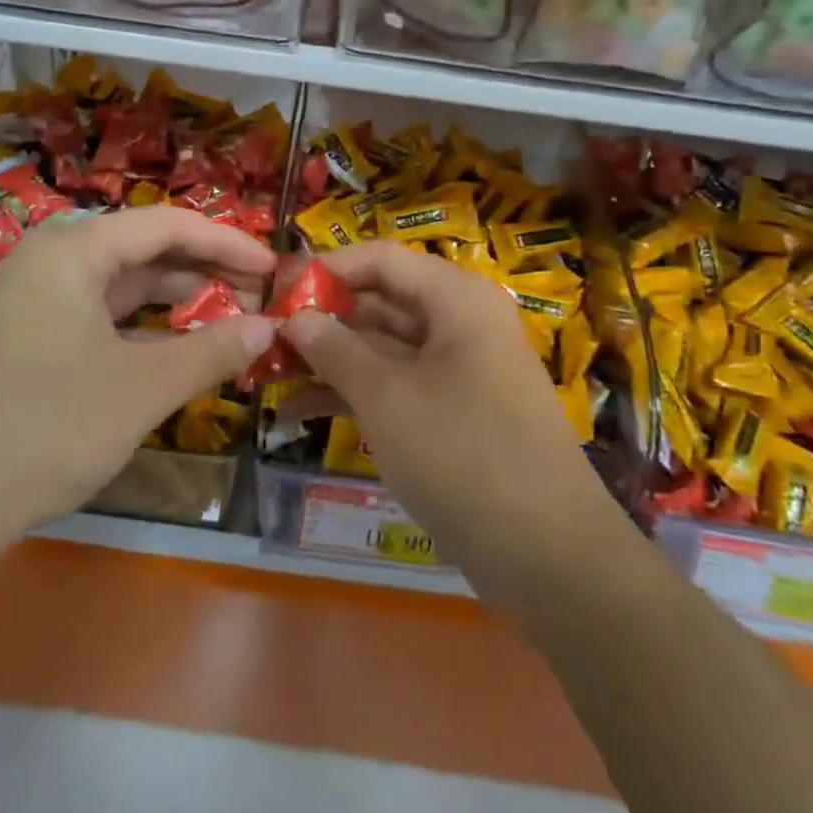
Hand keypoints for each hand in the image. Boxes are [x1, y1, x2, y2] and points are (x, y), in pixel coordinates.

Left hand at [0, 208, 277, 559]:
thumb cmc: (46, 428)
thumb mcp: (142, 388)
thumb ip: (211, 350)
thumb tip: (268, 328)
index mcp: (74, 250)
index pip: (168, 225)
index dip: (228, 242)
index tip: (274, 269)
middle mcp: (52, 261)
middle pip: (146, 249)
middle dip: (206, 271)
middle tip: (259, 297)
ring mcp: (35, 301)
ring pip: (124, 285)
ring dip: (178, 300)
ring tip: (230, 320)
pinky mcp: (30, 339)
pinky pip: (102, 316)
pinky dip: (145, 327)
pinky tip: (178, 348)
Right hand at [283, 243, 616, 584]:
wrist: (548, 553)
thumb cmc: (461, 451)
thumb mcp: (386, 396)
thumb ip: (335, 349)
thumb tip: (295, 318)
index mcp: (455, 298)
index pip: (381, 260)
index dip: (327, 269)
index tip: (277, 290)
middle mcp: (459, 323)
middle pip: (381, 303)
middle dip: (322, 321)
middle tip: (264, 337)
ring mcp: (458, 370)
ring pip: (384, 349)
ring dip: (330, 361)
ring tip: (267, 374)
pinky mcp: (453, 414)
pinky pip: (396, 387)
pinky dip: (353, 394)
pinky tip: (297, 411)